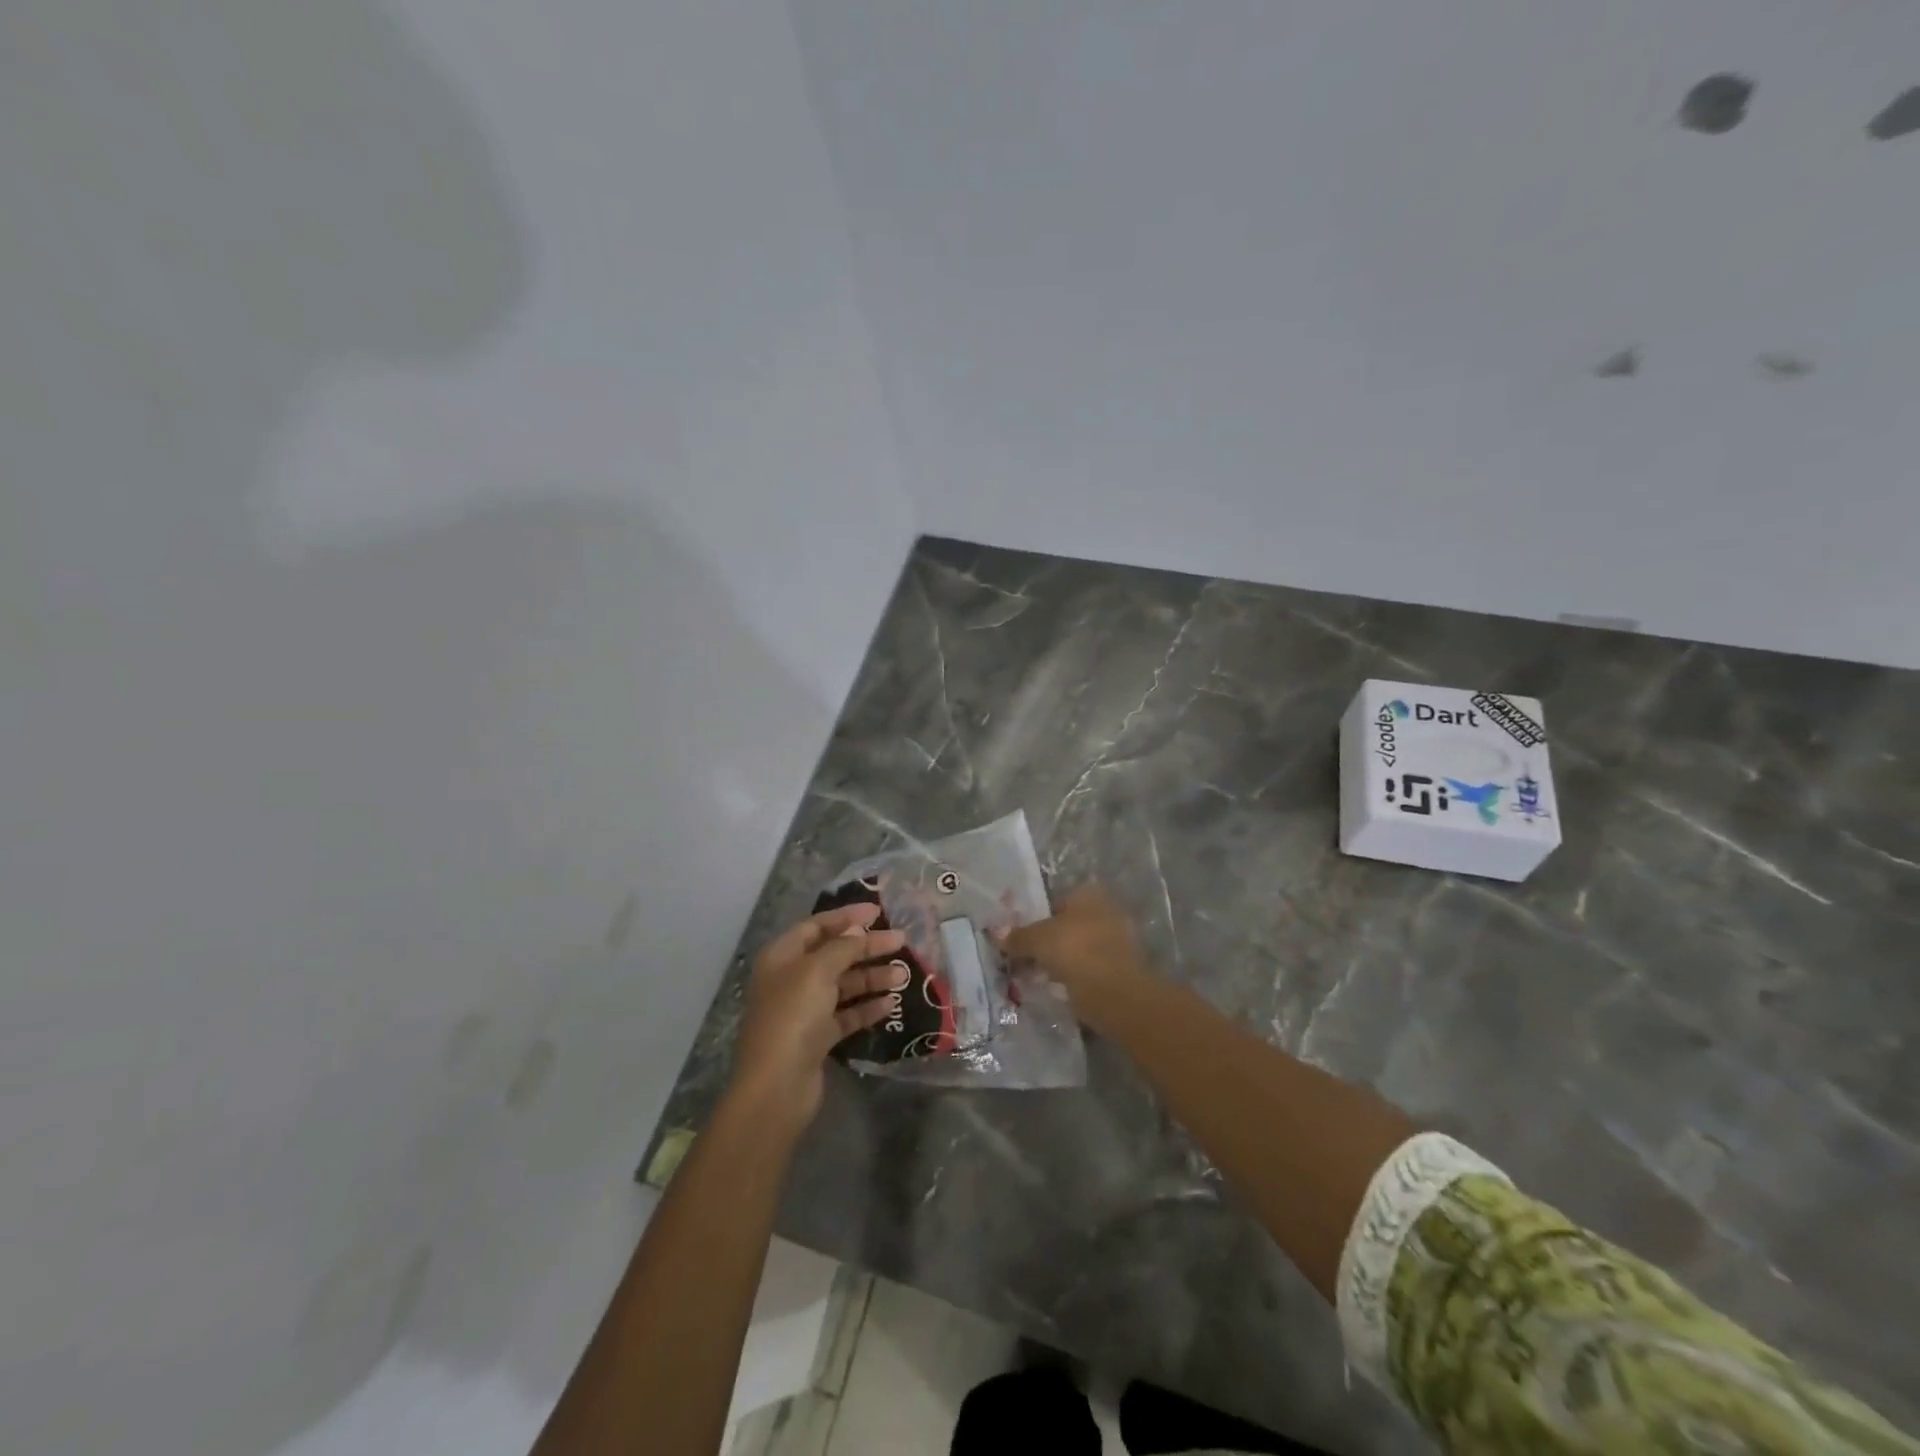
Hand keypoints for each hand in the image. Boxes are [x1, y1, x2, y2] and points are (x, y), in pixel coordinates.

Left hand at [728, 903, 909, 1132]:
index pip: (816, 926)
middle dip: (866, 947)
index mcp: (782, 957)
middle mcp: (791, 979)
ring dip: (872, 977)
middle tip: (901, 941)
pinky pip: (846, 1015)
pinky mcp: (817, 1038)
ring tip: (903, 975)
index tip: (878, 912)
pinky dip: (867, 1007)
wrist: (777, 1087)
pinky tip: (891, 1004)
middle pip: (834, 954)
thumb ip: (841, 947)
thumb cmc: (793, 1017)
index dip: (846, 916)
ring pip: (843, 985)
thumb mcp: (817, 971)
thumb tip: (857, 929)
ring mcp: (804, 1010)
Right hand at [998, 884, 1149, 1021]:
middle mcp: (1106, 911)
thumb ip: (1017, 936)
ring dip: (1057, 960)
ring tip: (1033, 976)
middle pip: (1066, 925)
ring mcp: (1116, 941)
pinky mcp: (1119, 969)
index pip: (1056, 900)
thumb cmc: (1074, 949)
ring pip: (1076, 948)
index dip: (1036, 917)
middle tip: (1023, 957)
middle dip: (1046, 941)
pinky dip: (1071, 976)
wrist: (1113, 991)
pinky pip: (1086, 968)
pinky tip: (1053, 987)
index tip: (1020, 936)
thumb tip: (995, 932)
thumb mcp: (1036, 939)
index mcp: (1090, 894)